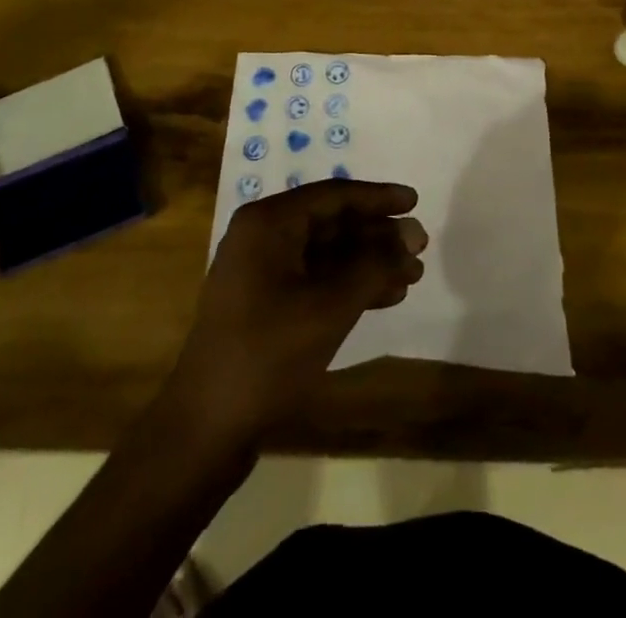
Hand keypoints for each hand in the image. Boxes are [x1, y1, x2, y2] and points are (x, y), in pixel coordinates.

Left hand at [167, 181, 426, 444]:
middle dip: (377, 235)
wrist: (205, 430)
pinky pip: (315, 280)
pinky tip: (386, 297)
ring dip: (369, 262)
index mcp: (268, 223)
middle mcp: (262, 237)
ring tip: (413, 274)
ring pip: (327, 254)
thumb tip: (412, 234)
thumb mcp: (329, 306)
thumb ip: (374, 265)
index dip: (378, 198)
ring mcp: (261, 273)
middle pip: (331, 223)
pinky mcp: (265, 306)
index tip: (415, 202)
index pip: (333, 196)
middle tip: (420, 245)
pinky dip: (349, 286)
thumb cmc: (267, 355)